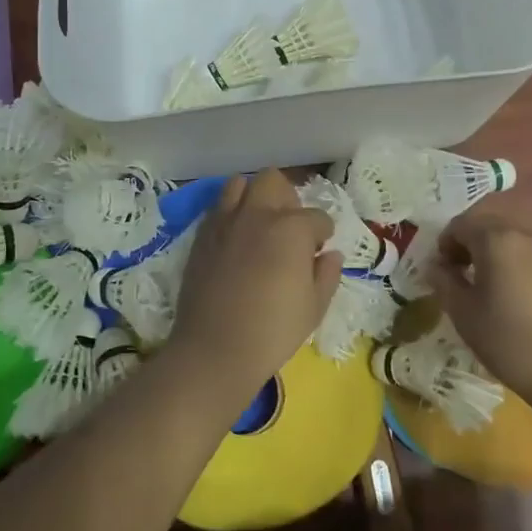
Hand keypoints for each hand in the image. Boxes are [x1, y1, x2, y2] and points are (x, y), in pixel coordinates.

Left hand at [168, 170, 340, 383]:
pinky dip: (230, 214)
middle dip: (287, 198)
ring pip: (239, 184)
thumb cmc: (273, 331)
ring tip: (259, 225)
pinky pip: (218, 208)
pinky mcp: (201, 236)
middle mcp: (257, 214)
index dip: (323, 234)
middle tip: (290, 228)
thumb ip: (327, 274)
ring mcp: (225, 221)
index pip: (318, 217)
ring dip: (254, 197)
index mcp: (292, 228)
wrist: (214, 349)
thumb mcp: (314, 307)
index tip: (319, 251)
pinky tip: (236, 240)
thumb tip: (330, 255)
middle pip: (274, 181)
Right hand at [430, 211, 531, 403]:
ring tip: (483, 289)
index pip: (459, 225)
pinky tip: (510, 297)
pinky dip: (511, 265)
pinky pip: (527, 256)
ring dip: (489, 255)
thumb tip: (435, 266)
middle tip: (457, 277)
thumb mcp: (464, 313)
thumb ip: (443, 281)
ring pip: (508, 241)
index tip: (440, 273)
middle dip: (466, 246)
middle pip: (486, 227)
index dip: (443, 245)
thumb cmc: (509, 341)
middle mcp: (524, 235)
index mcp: (496, 239)